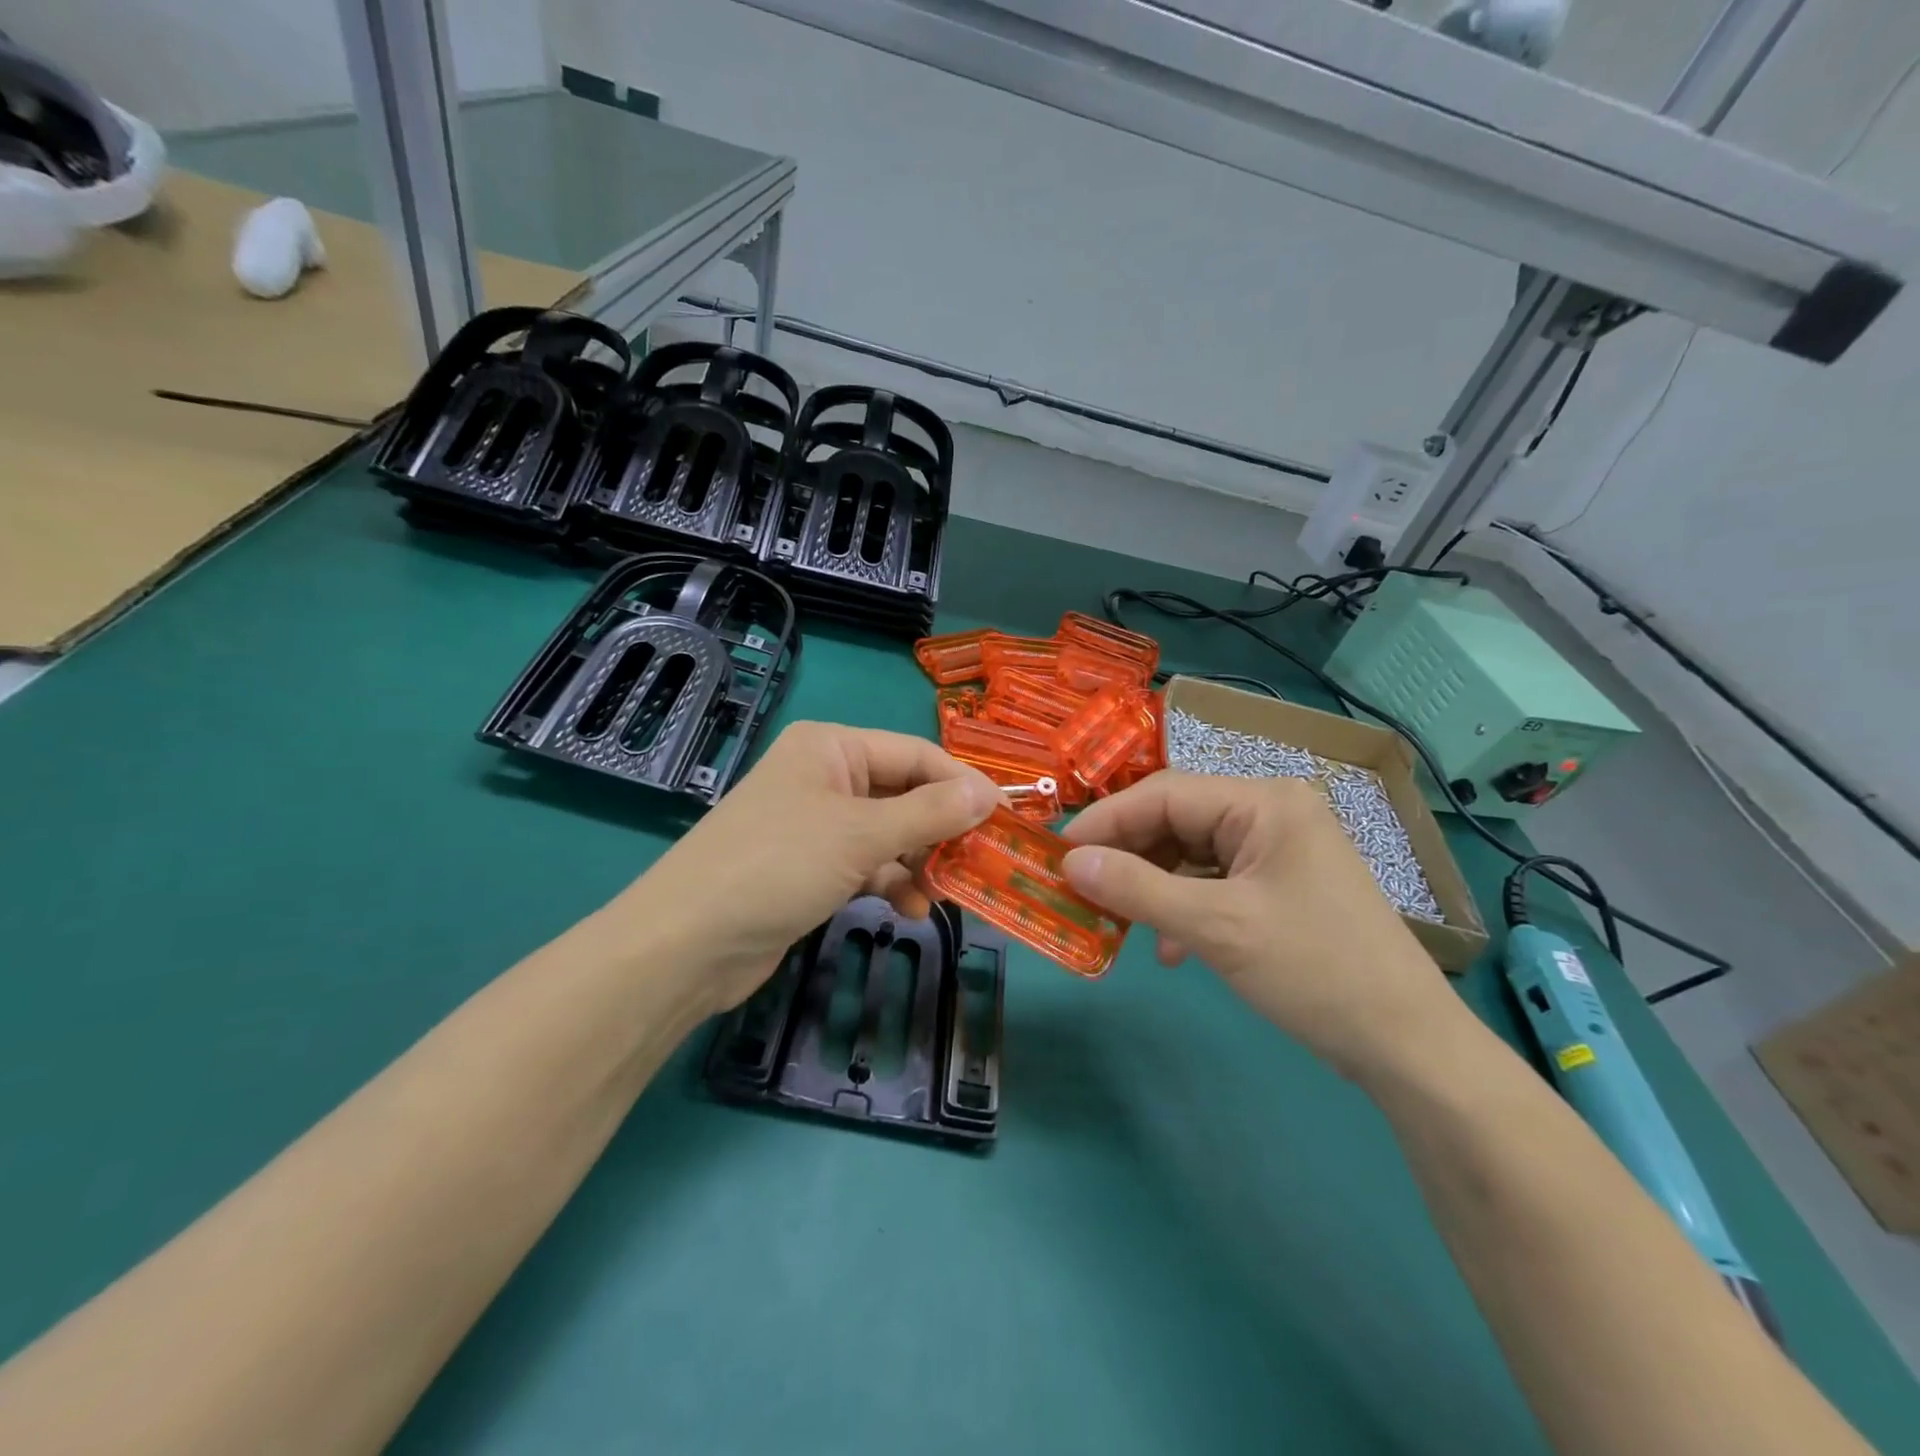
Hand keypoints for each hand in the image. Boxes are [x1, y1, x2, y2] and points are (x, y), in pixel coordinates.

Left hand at [608, 722, 997, 1012]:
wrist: (686, 945)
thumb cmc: (777, 866)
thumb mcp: (861, 835)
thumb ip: (930, 814)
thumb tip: (990, 793)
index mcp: (832, 748)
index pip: (916, 755)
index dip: (964, 785)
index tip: (1007, 820)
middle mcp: (825, 778)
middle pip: (905, 795)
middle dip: (942, 830)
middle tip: (982, 864)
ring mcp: (816, 826)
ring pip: (890, 835)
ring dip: (920, 862)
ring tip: (945, 895)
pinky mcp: (810, 869)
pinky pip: (867, 866)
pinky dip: (891, 884)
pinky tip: (910, 910)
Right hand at [1060, 771, 1461, 1078]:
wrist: (1406, 1046)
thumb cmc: (1313, 970)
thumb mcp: (1216, 927)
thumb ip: (1137, 888)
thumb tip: (1070, 862)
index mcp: (1264, 802)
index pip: (1164, 794)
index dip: (1107, 821)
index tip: (1060, 853)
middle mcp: (1271, 812)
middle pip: (1177, 821)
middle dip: (1128, 857)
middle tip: (1081, 888)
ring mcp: (1278, 849)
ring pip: (1191, 854)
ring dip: (1153, 886)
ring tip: (1118, 921)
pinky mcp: (1280, 884)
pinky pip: (1215, 881)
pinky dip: (1185, 907)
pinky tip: (1172, 949)